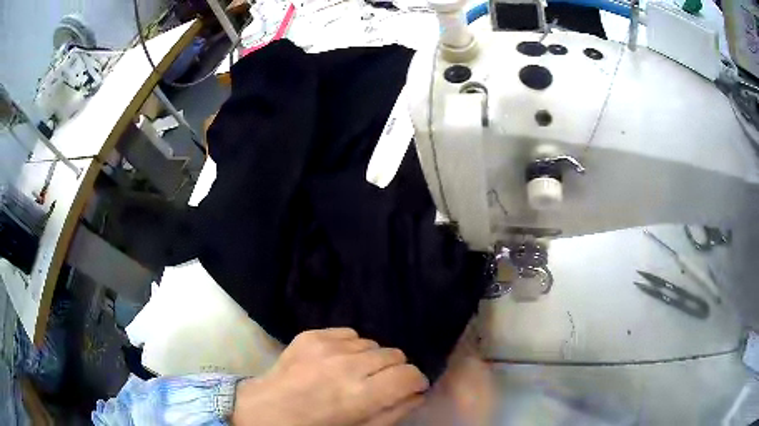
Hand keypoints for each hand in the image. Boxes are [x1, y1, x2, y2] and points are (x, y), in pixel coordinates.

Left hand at [231, 328, 428, 425]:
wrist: (266, 410)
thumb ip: (394, 412)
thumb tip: (418, 393)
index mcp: (360, 395)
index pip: (409, 374)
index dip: (415, 381)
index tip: (409, 388)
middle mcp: (347, 365)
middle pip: (394, 354)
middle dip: (394, 370)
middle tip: (379, 383)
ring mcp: (326, 346)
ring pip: (372, 343)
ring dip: (370, 358)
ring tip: (353, 373)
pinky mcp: (310, 335)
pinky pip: (348, 333)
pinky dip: (350, 347)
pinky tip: (336, 361)